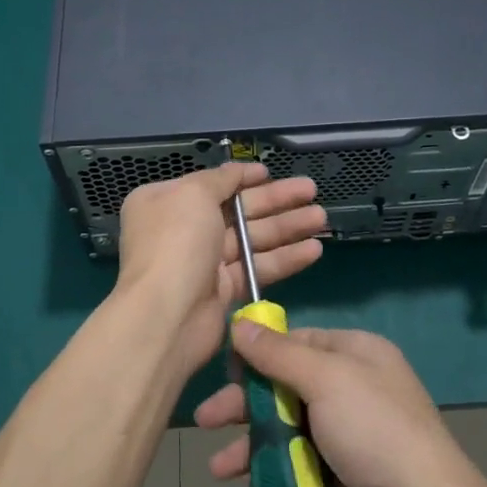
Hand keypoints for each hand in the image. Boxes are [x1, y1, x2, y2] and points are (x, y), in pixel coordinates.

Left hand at [115, 162, 325, 378]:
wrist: (165, 315)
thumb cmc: (175, 242)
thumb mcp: (193, 194)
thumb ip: (220, 179)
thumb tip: (237, 172)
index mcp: (167, 201)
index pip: (212, 184)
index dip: (243, 178)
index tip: (272, 173)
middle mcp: (183, 229)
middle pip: (238, 210)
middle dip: (275, 200)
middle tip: (311, 190)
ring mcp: (204, 261)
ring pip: (252, 238)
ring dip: (287, 227)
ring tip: (321, 218)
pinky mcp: (223, 290)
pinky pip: (257, 267)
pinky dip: (284, 258)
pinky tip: (314, 249)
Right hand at [195, 322, 486, 486]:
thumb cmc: (376, 433)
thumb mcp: (326, 380)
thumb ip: (279, 354)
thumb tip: (240, 325)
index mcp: (356, 352)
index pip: (296, 341)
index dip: (257, 355)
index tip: (224, 373)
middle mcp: (355, 385)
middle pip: (287, 386)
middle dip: (246, 405)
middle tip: (205, 422)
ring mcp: (354, 431)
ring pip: (291, 428)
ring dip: (255, 445)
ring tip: (220, 470)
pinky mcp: (351, 473)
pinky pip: (304, 463)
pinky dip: (279, 472)